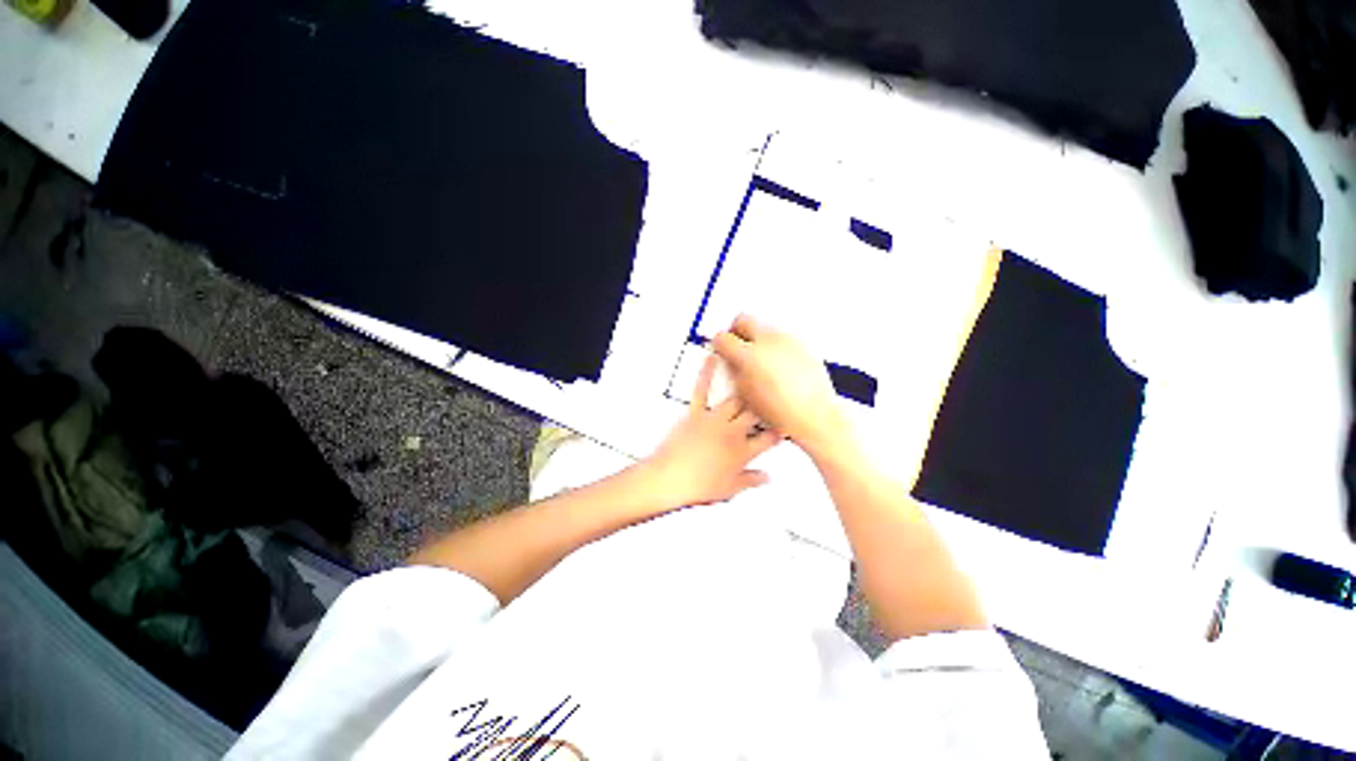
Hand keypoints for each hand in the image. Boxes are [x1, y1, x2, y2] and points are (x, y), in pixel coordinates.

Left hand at [641, 352, 783, 507]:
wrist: (669, 480)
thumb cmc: (698, 488)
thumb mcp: (730, 490)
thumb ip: (752, 480)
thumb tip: (768, 477)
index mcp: (742, 453)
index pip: (769, 438)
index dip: (781, 430)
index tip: (788, 423)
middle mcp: (732, 433)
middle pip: (756, 414)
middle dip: (767, 404)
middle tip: (772, 395)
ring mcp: (714, 421)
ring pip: (736, 399)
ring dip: (746, 388)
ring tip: (755, 373)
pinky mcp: (695, 414)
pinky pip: (702, 390)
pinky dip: (706, 373)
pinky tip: (713, 357)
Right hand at [712, 314, 848, 455]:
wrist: (813, 416)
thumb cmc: (781, 411)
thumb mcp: (745, 394)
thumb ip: (734, 370)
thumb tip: (730, 360)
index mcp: (750, 355)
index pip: (724, 338)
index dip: (719, 344)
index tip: (721, 349)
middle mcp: (769, 341)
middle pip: (744, 320)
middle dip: (736, 331)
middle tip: (736, 345)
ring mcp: (788, 339)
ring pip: (764, 326)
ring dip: (757, 337)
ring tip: (759, 359)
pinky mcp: (803, 344)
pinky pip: (782, 336)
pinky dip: (775, 344)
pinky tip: (777, 364)